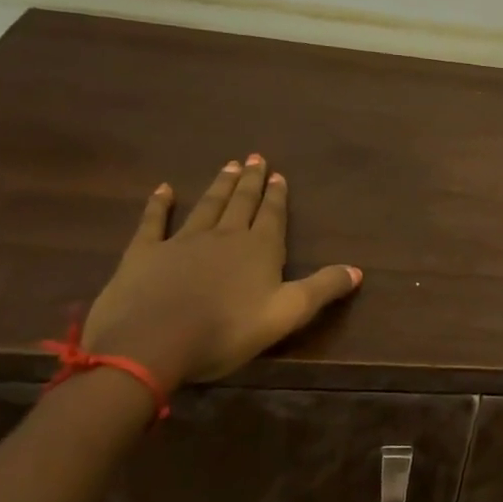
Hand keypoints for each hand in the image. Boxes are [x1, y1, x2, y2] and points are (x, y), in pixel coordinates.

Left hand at [81, 156, 361, 389]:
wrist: (152, 342)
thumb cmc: (227, 330)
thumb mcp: (288, 313)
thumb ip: (323, 288)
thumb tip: (357, 270)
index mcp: (259, 249)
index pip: (272, 216)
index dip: (277, 196)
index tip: (278, 175)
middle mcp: (223, 236)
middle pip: (240, 204)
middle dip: (250, 182)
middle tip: (255, 158)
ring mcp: (181, 241)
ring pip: (206, 206)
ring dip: (219, 186)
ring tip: (228, 166)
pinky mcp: (145, 253)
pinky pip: (154, 221)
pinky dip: (159, 204)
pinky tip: (163, 189)